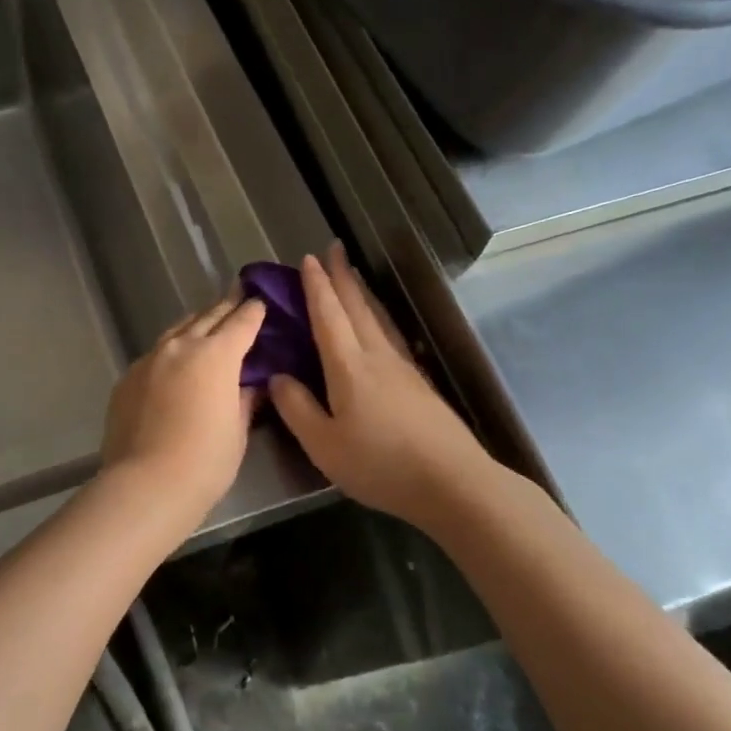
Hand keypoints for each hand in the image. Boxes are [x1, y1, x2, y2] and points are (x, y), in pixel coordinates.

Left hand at [100, 291, 267, 532]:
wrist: (146, 484)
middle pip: (208, 317)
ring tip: (206, 324)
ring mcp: (150, 359)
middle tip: (238, 298)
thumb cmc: (205, 461)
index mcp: (216, 355)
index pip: (241, 323)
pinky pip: (155, 354)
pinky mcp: (128, 377)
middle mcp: (181, 346)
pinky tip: (174, 363)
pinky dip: (171, 351)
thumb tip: (250, 384)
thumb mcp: (237, 431)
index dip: (254, 311)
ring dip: (196, 325)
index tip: (260, 302)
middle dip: (226, 307)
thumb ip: (244, 399)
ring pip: (177, 331)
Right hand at [268, 244, 502, 531]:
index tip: (309, 259)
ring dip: (361, 292)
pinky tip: (379, 324)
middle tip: (333, 248)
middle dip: (342, 276)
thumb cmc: (380, 464)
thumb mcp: (324, 444)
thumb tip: (277, 377)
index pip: (328, 315)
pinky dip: (377, 317)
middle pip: (357, 307)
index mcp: (349, 366)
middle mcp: (377, 356)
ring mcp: (403, 368)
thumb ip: (296, 408)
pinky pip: (390, 335)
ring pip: (377, 318)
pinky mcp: (418, 384)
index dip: (316, 287)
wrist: (453, 483)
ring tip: (352, 275)